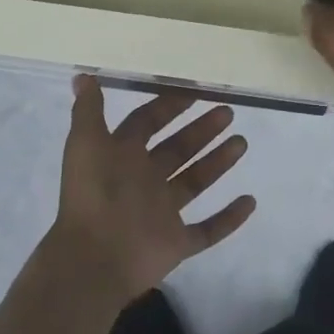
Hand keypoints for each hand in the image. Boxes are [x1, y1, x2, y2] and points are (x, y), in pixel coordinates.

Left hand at [49, 76, 257, 304]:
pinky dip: (229, 218)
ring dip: (218, 163)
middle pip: (177, 149)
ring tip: (242, 143)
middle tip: (228, 112)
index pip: (146, 123)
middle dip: (201, 130)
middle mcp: (143, 181)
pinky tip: (250, 201)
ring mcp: (162, 213)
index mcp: (122, 156)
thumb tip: (83, 76)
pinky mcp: (176, 243)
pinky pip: (208, 230)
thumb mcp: (86, 143)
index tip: (194, 92)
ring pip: (195, 182)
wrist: (95, 257)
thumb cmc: (94, 194)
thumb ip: (89, 110)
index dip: (167, 107)